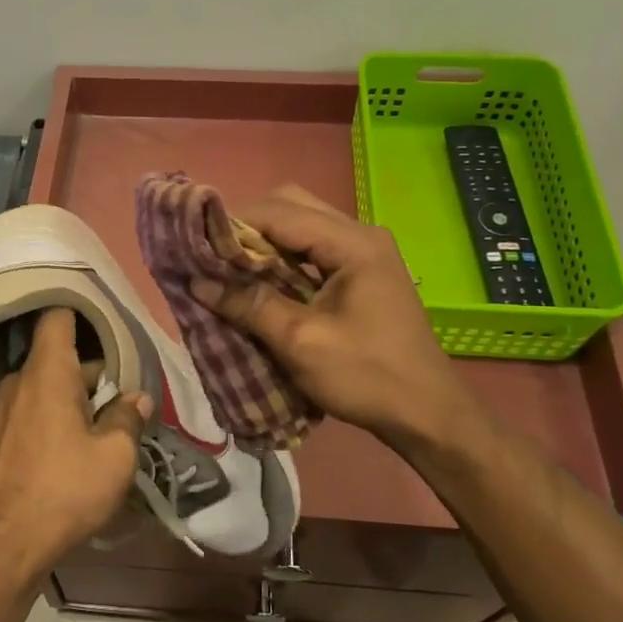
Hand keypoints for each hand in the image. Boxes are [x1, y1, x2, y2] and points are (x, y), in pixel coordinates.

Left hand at [0, 308, 149, 585]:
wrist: (4, 545)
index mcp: (46, 374)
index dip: (78, 311)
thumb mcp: (115, 457)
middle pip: (53, 360)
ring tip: (89, 433)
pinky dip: (41, 421)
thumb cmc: (65, 491)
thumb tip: (137, 397)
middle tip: (114, 401)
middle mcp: (15, 382)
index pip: (56, 318)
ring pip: (37, 390)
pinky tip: (57, 455)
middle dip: (85, 375)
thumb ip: (128, 418)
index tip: (101, 317)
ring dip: (63, 401)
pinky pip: (21, 415)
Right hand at [189, 186, 482, 451]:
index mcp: (352, 243)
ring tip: (230, 272)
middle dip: (248, 228)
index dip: (233, 224)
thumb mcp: (301, 342)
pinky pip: (313, 251)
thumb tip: (197, 282)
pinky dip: (283, 260)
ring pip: (301, 227)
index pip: (279, 211)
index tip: (195, 246)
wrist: (427, 414)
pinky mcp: (362, 273)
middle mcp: (360, 235)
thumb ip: (250, 305)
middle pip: (291, 207)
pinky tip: (261, 285)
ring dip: (264, 244)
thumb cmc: (366, 376)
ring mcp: (365, 253)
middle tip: (215, 259)